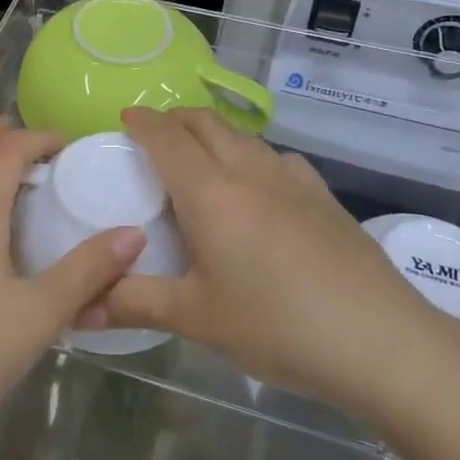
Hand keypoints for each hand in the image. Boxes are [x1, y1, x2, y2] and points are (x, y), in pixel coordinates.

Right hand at [90, 107, 442, 409]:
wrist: (381, 340)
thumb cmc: (278, 326)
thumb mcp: (197, 320)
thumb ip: (134, 304)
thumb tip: (78, 309)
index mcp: (210, 192)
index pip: (166, 136)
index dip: (142, 121)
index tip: (125, 119)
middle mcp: (248, 170)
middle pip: (205, 121)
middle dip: (174, 119)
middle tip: (154, 137)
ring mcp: (292, 177)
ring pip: (241, 135)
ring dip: (212, 133)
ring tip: (199, 161)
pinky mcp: (323, 193)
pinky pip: (274, 156)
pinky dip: (250, 155)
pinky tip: (257, 190)